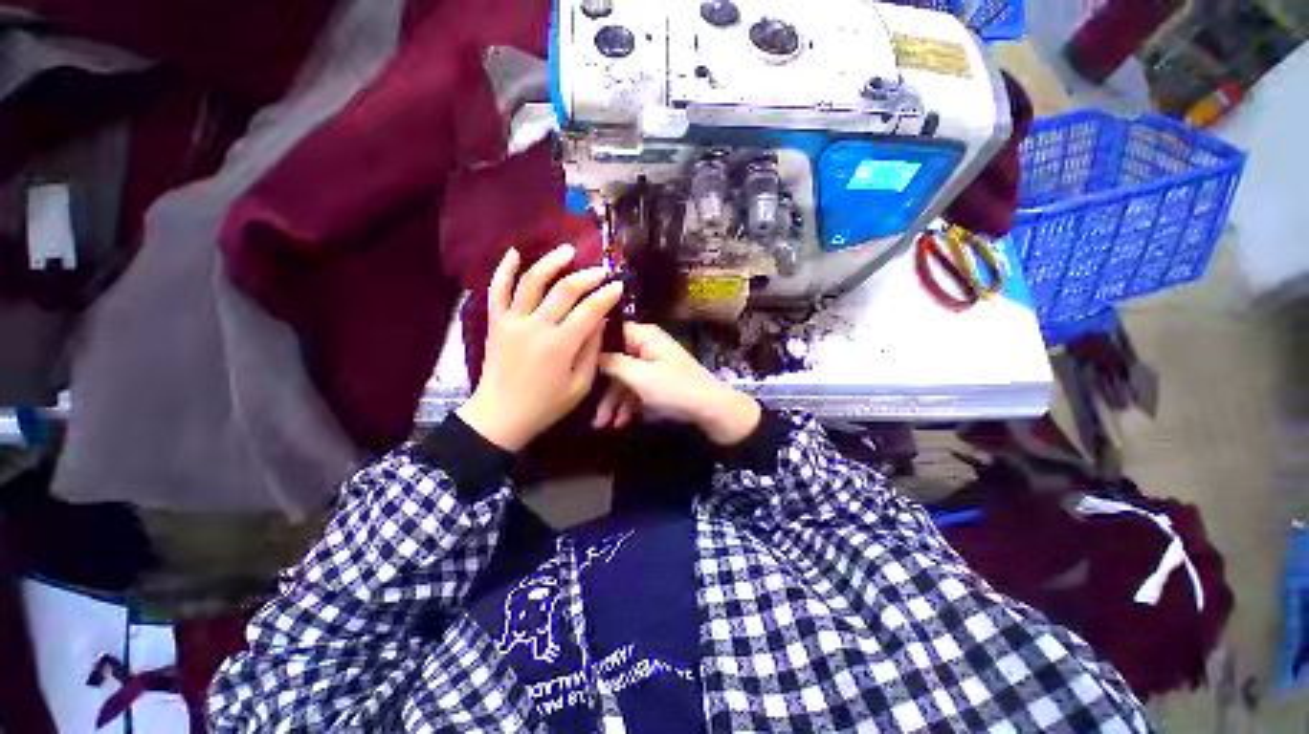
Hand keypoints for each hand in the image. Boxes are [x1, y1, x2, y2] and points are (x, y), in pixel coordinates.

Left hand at [458, 245, 622, 451]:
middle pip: (564, 289)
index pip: (590, 310)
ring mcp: (512, 321)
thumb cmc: (546, 405)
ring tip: (567, 250)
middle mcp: (536, 326)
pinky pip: (497, 290)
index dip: (607, 295)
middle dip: (587, 276)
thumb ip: (591, 351)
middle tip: (601, 271)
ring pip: (532, 281)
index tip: (618, 286)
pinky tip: (515, 253)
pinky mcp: (495, 322)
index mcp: (561, 345)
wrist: (500, 416)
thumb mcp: (580, 385)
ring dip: (551, 262)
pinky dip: (504, 269)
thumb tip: (600, 321)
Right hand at [598, 323, 760, 444]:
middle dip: (603, 388)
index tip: (572, 361)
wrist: (711, 410)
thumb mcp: (640, 376)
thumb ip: (612, 363)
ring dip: (613, 402)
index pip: (611, 332)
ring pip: (624, 379)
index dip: (591, 345)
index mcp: (644, 336)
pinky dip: (628, 405)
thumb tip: (589, 351)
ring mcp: (652, 365)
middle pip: (615, 361)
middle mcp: (647, 346)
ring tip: (603, 425)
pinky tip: (621, 423)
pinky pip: (636, 389)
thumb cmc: (675, 388)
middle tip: (590, 411)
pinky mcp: (658, 381)